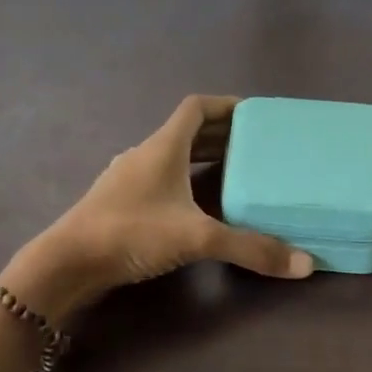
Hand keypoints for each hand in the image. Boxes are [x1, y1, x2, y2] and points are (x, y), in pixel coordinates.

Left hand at [0, 96, 314, 321]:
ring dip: (201, 161)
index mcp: (163, 147)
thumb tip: (304, 266)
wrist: (68, 262)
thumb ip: (250, 248)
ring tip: (234, 176)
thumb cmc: (131, 233)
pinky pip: (159, 180)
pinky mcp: (119, 203)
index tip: (255, 115)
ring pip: (171, 158)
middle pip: (187, 133)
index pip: (196, 108)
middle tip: (256, 149)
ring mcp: (127, 179)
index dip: (226, 105)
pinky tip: (197, 208)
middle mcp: (144, 155)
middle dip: (222, 137)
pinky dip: (183, 184)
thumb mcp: (197, 238)